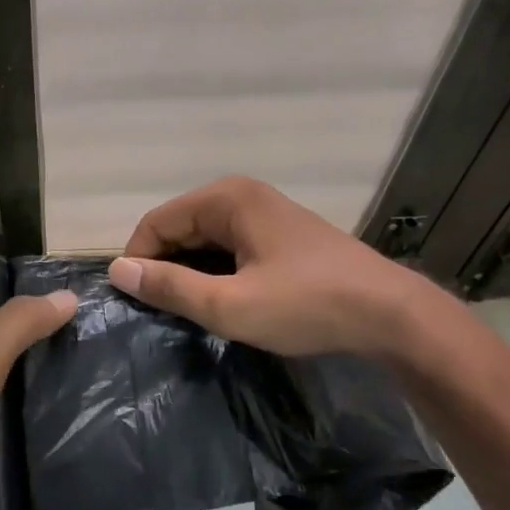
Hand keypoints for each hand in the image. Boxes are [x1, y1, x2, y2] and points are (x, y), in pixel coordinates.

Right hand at [107, 176, 435, 358]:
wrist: (390, 315)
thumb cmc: (307, 306)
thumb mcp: (230, 305)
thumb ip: (170, 287)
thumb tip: (119, 271)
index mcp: (226, 199)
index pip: (156, 222)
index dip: (138, 262)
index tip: (137, 304)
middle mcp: (242, 194)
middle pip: (179, 227)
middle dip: (165, 267)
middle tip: (164, 314)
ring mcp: (264, 212)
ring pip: (203, 240)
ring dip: (191, 273)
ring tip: (191, 313)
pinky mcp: (279, 233)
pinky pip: (228, 246)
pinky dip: (216, 272)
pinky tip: (223, 301)